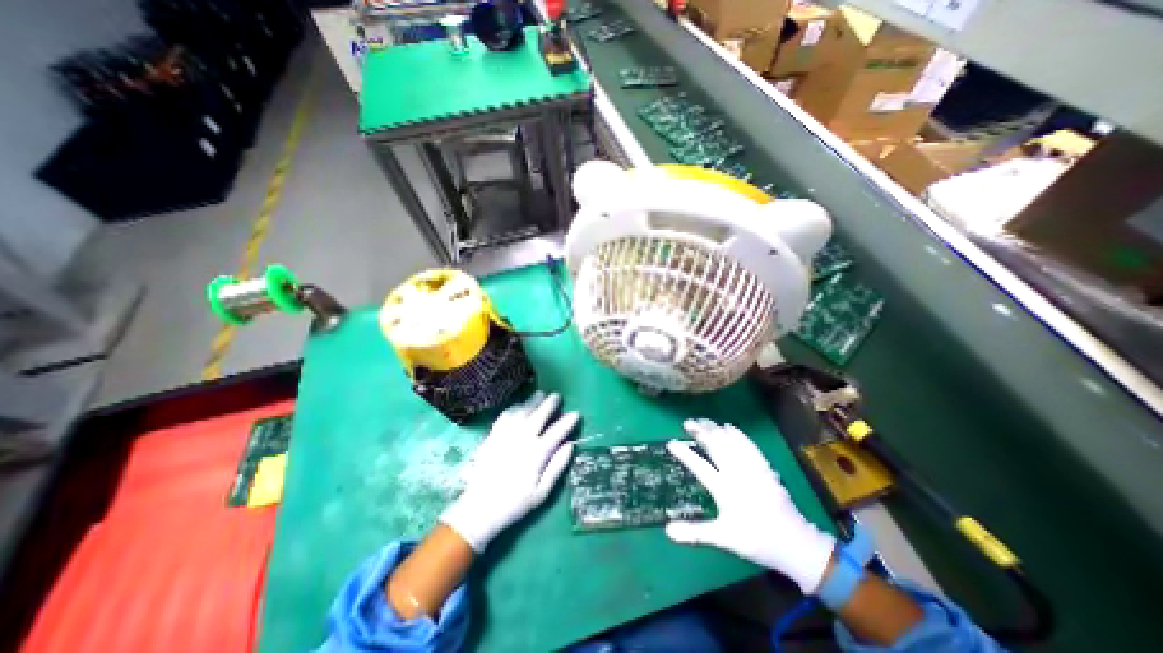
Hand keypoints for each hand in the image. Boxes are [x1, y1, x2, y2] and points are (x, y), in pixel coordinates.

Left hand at [438, 393, 578, 550]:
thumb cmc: (515, 504)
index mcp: (537, 454)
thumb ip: (557, 467)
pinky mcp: (492, 437)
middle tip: (557, 396)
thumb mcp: (542, 493)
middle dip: (550, 404)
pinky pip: (505, 416)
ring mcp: (506, 436)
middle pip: (539, 416)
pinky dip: (514, 408)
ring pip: (522, 412)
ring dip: (532, 402)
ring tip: (540, 394)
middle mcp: (522, 440)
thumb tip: (570, 446)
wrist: (480, 510)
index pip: (557, 432)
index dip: (567, 421)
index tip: (576, 413)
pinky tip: (519, 406)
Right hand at [662, 421, 835, 593]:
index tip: (670, 443)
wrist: (795, 543)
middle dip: (700, 432)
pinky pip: (749, 445)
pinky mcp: (764, 467)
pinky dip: (737, 434)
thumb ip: (695, 533)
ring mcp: (751, 468)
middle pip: (715, 446)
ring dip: (716, 429)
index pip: (699, 466)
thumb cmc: (756, 540)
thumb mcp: (723, 539)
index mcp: (724, 489)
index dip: (684, 453)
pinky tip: (730, 427)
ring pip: (730, 442)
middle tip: (688, 422)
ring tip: (703, 421)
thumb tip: (667, 531)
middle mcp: (736, 473)